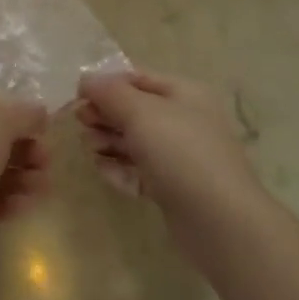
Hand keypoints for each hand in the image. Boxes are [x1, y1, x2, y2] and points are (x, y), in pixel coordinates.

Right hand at [77, 70, 258, 220]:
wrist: (220, 221)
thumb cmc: (181, 153)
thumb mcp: (141, 112)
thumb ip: (109, 92)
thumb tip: (86, 79)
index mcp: (183, 94)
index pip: (137, 78)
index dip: (106, 83)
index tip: (78, 96)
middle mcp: (183, 120)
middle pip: (133, 110)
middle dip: (104, 115)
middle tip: (82, 124)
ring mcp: (178, 156)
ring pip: (133, 141)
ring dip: (107, 141)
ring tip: (91, 148)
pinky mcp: (171, 187)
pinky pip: (138, 170)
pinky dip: (120, 169)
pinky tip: (105, 171)